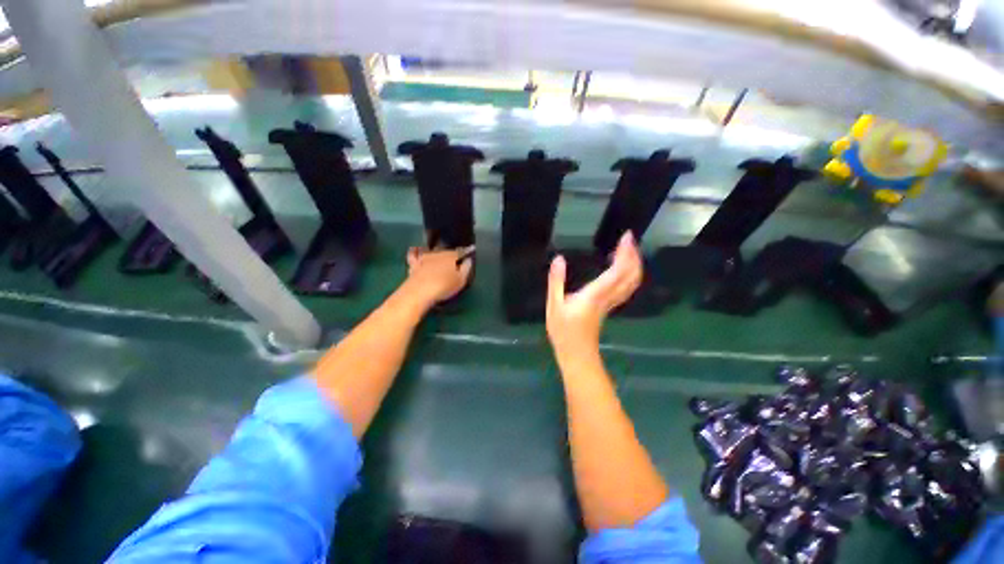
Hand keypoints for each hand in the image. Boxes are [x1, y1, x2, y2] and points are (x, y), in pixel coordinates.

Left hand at [402, 246, 474, 307]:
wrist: (420, 291)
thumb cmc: (444, 286)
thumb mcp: (461, 280)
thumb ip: (466, 268)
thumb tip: (468, 260)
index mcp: (453, 256)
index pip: (461, 252)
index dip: (465, 253)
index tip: (468, 255)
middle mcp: (439, 253)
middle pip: (447, 251)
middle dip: (451, 255)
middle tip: (453, 262)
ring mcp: (425, 256)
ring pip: (432, 250)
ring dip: (436, 252)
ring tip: (438, 256)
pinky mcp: (414, 263)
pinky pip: (414, 254)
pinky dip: (416, 251)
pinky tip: (416, 250)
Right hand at [546, 232, 642, 362]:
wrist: (577, 354)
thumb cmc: (564, 331)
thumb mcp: (554, 305)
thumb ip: (556, 281)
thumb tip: (558, 259)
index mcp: (595, 294)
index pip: (617, 271)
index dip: (625, 253)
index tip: (626, 237)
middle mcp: (608, 297)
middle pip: (631, 275)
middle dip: (634, 255)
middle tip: (629, 239)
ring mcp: (611, 303)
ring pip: (631, 283)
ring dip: (634, 265)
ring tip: (628, 250)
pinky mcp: (609, 306)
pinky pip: (625, 287)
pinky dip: (628, 274)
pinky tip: (621, 269)